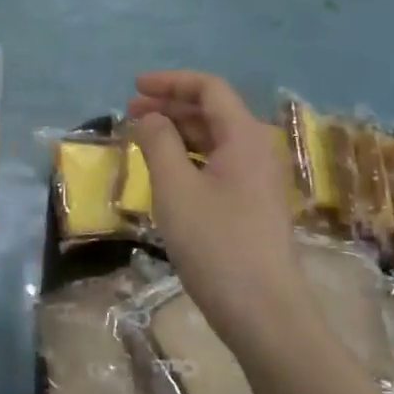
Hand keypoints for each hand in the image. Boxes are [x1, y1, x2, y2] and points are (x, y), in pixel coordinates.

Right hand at [128, 71, 303, 350]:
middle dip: (170, 105)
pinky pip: (217, 164)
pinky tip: (165, 171)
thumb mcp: (175, 188)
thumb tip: (149, 118)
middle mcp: (256, 149)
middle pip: (212, 111)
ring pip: (213, 139)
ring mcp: (257, 179)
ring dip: (177, 132)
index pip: (208, 88)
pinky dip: (188, 158)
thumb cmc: (216, 243)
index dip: (170, 82)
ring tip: (141, 139)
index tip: (134, 88)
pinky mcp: (251, 205)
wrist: (263, 311)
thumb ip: (158, 142)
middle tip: (129, 113)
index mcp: (244, 136)